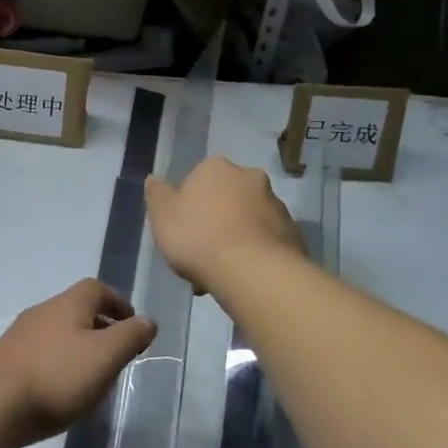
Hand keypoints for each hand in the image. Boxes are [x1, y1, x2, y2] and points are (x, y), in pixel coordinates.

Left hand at [0, 280, 156, 447]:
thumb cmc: (57, 377)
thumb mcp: (105, 356)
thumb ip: (130, 336)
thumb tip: (147, 321)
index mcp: (69, 303)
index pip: (98, 289)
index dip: (118, 303)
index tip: (132, 325)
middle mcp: (44, 310)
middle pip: (78, 309)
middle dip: (101, 327)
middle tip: (117, 353)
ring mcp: (22, 334)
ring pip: (60, 331)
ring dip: (80, 346)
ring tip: (93, 375)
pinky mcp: (7, 359)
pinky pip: (42, 352)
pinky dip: (59, 362)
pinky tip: (62, 389)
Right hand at [144, 156, 303, 295]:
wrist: (253, 271)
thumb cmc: (199, 237)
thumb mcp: (162, 216)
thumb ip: (156, 194)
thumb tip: (154, 179)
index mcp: (216, 168)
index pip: (197, 181)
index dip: (188, 207)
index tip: (182, 233)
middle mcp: (249, 177)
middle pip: (225, 199)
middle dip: (215, 222)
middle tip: (200, 256)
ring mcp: (276, 204)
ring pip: (247, 221)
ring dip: (236, 239)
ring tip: (221, 276)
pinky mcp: (293, 232)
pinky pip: (266, 241)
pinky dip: (255, 254)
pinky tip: (244, 279)